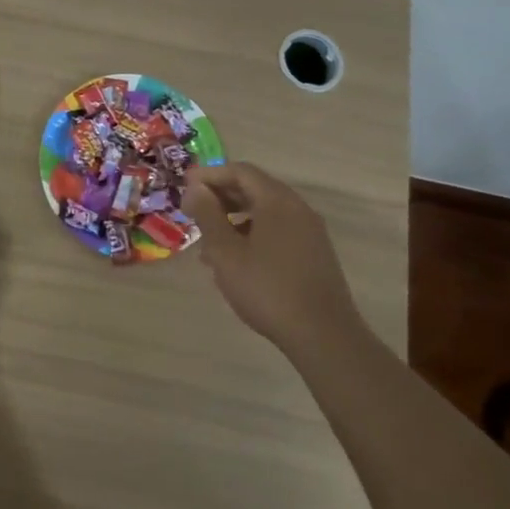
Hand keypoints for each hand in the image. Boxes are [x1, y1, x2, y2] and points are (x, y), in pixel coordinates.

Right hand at [183, 162, 364, 355]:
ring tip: (208, 244)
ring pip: (264, 212)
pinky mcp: (314, 253)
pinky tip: (235, 261)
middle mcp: (297, 208)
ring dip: (234, 218)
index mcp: (277, 201)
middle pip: (254, 189)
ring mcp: (309, 231)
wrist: (324, 337)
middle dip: (220, 197)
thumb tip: (195, 188)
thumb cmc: (268, 289)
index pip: (240, 171)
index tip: (185, 188)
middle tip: (193, 211)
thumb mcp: (226, 252)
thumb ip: (208, 215)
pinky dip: (252, 234)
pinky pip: (277, 230)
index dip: (209, 175)